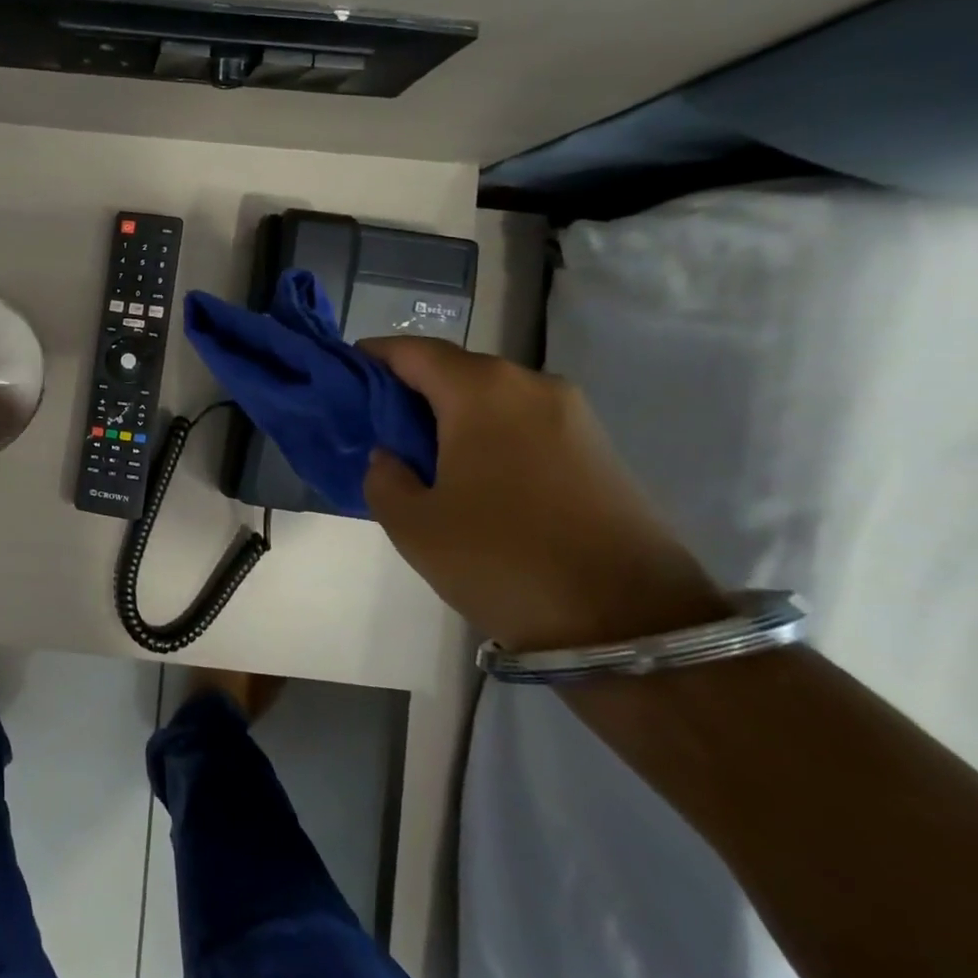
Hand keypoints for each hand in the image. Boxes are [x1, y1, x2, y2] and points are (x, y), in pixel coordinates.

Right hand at [358, 337, 729, 651]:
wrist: (634, 626)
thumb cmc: (504, 561)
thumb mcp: (413, 525)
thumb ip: (382, 476)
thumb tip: (392, 456)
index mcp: (480, 390)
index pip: (411, 350)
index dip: (371, 358)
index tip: (343, 379)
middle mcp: (529, 385)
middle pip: (453, 368)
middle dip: (410, 389)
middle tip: (377, 427)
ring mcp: (572, 414)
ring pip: (490, 395)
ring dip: (450, 413)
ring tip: (422, 455)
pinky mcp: (597, 447)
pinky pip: (523, 421)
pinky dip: (488, 432)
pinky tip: (473, 474)